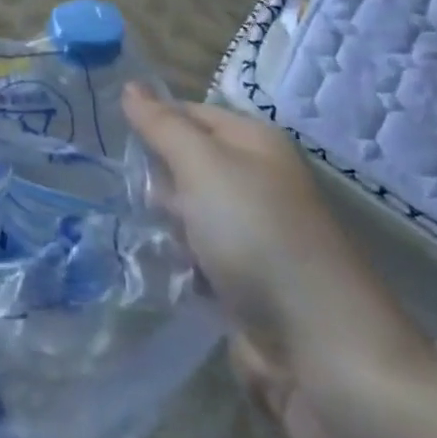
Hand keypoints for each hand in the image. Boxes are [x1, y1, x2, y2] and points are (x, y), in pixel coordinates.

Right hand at [123, 87, 436, 430]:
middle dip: (157, 180)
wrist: (323, 352)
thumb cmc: (259, 239)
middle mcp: (257, 181)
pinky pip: (195, 255)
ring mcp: (253, 233)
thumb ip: (162, 126)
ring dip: (165, 225)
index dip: (151, 122)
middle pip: (184, 163)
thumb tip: (131, 85)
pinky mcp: (246, 281)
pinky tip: (168, 270)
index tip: (113, 139)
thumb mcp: (203, 167)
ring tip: (154, 238)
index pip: (187, 112)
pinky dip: (179, 262)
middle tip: (144, 199)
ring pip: (185, 212)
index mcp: (255, 143)